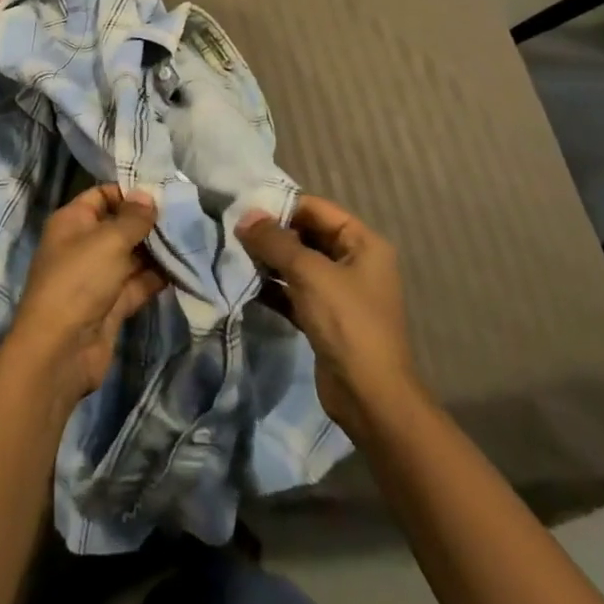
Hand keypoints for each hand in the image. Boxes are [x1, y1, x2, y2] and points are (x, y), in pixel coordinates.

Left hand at [10, 185, 166, 410]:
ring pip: (131, 256)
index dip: (129, 192)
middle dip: (149, 222)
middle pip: (119, 226)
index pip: (101, 196)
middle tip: (186, 215)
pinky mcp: (112, 305)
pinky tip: (184, 268)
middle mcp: (83, 245)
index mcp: (72, 221)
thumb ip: (133, 218)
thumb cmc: (79, 280)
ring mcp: (97, 277)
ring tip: (192, 239)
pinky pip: (137, 283)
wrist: (61, 350)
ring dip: (157, 250)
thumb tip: (147, 195)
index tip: (163, 192)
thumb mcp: (108, 240)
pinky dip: (158, 277)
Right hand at [237, 195, 416, 438]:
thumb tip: (244, 216)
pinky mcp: (326, 318)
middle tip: (234, 230)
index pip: (316, 209)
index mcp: (363, 243)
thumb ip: (274, 241)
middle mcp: (355, 262)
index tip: (244, 208)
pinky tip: (246, 282)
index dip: (281, 206)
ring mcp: (341, 292)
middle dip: (272, 233)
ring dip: (269, 259)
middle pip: (307, 235)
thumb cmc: (346, 322)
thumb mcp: (308, 273)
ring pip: (299, 264)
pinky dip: (273, 286)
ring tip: (235, 253)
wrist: (369, 397)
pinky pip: (295, 291)